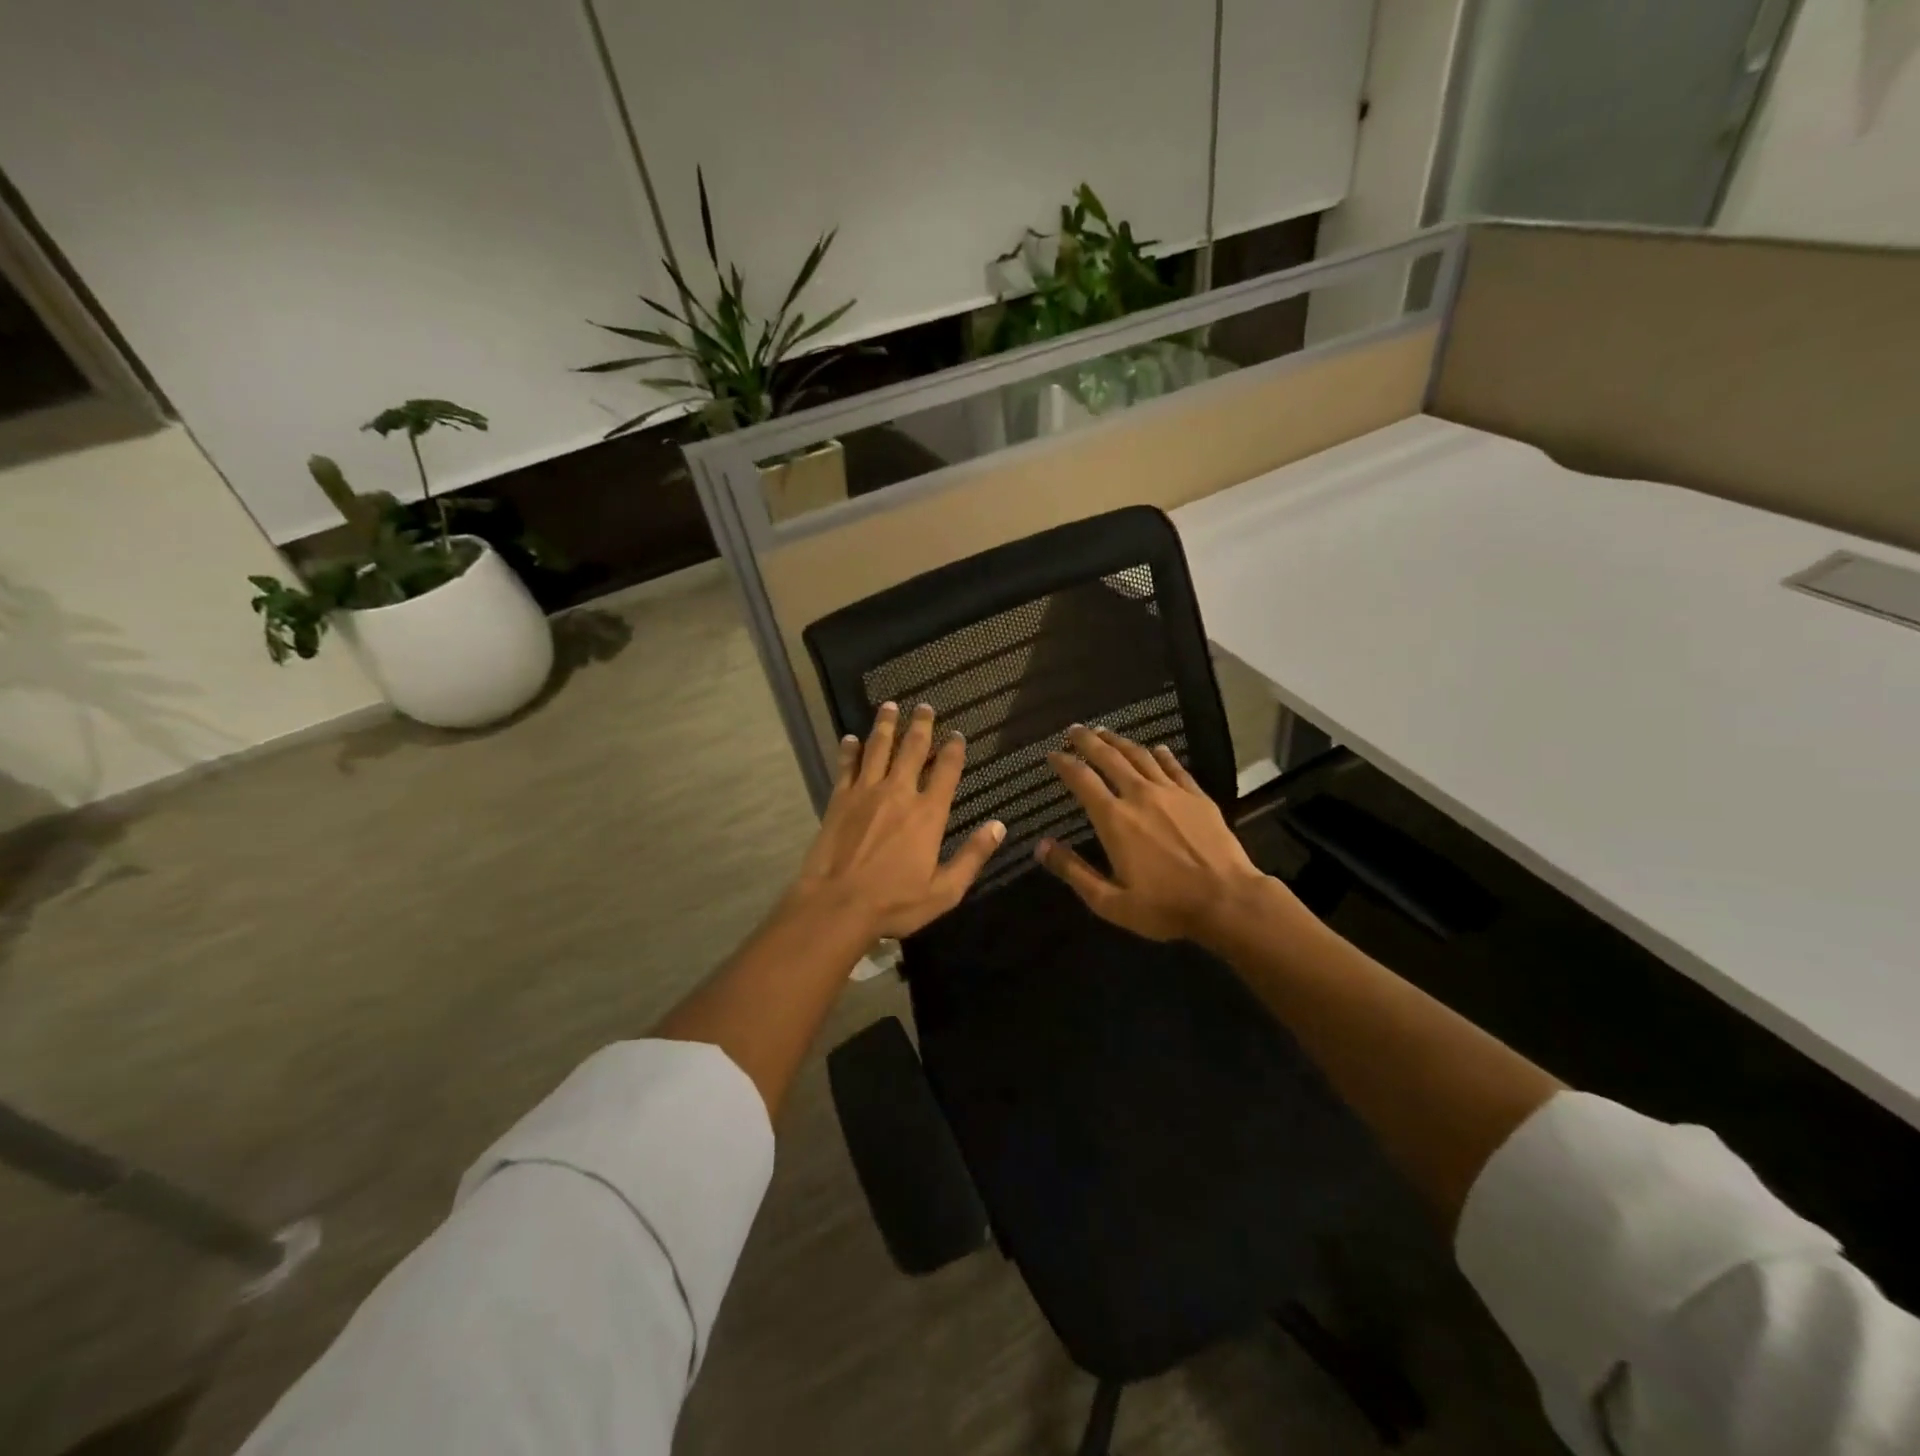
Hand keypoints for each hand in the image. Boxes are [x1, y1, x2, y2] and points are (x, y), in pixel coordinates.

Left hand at [792, 702, 1004, 938]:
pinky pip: (846, 766)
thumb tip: (999, 826)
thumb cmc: (894, 903)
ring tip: (890, 706)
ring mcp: (866, 793)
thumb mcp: (944, 890)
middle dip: (921, 726)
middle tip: (924, 707)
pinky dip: (849, 750)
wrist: (836, 905)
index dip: (953, 749)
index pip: (946, 771)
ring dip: (885, 725)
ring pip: (878, 748)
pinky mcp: (839, 799)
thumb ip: (972, 856)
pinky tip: (850, 738)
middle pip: (912, 749)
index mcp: (928, 814)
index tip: (956, 734)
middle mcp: (899, 793)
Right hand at [1037, 725, 1278, 941]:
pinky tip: (1157, 748)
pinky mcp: (1197, 797)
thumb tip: (1041, 847)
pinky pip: (1175, 767)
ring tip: (1105, 732)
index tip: (1052, 753)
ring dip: (1119, 741)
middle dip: (1088, 741)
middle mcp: (1140, 795)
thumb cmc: (1165, 907)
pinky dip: (1162, 755)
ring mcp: (1172, 793)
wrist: (1227, 901)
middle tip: (1074, 729)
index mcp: (1114, 819)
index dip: (1064, 763)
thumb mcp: (1109, 901)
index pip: (1082, 780)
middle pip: (1109, 758)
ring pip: (1140, 756)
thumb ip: (1074, 871)